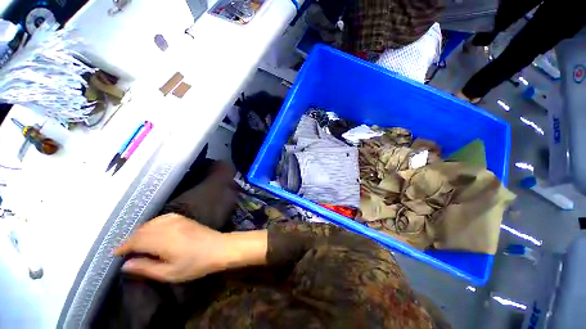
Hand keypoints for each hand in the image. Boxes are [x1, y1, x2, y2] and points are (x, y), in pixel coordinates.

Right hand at [115, 213, 226, 281]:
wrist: (219, 247)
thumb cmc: (196, 264)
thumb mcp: (170, 273)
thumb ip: (146, 268)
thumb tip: (125, 264)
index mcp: (162, 240)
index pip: (135, 241)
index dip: (123, 247)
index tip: (115, 254)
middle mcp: (167, 226)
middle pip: (142, 230)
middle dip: (130, 240)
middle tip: (125, 251)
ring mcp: (177, 220)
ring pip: (151, 223)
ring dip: (140, 231)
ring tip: (137, 243)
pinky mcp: (184, 218)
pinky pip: (162, 218)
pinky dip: (153, 224)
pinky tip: (153, 231)